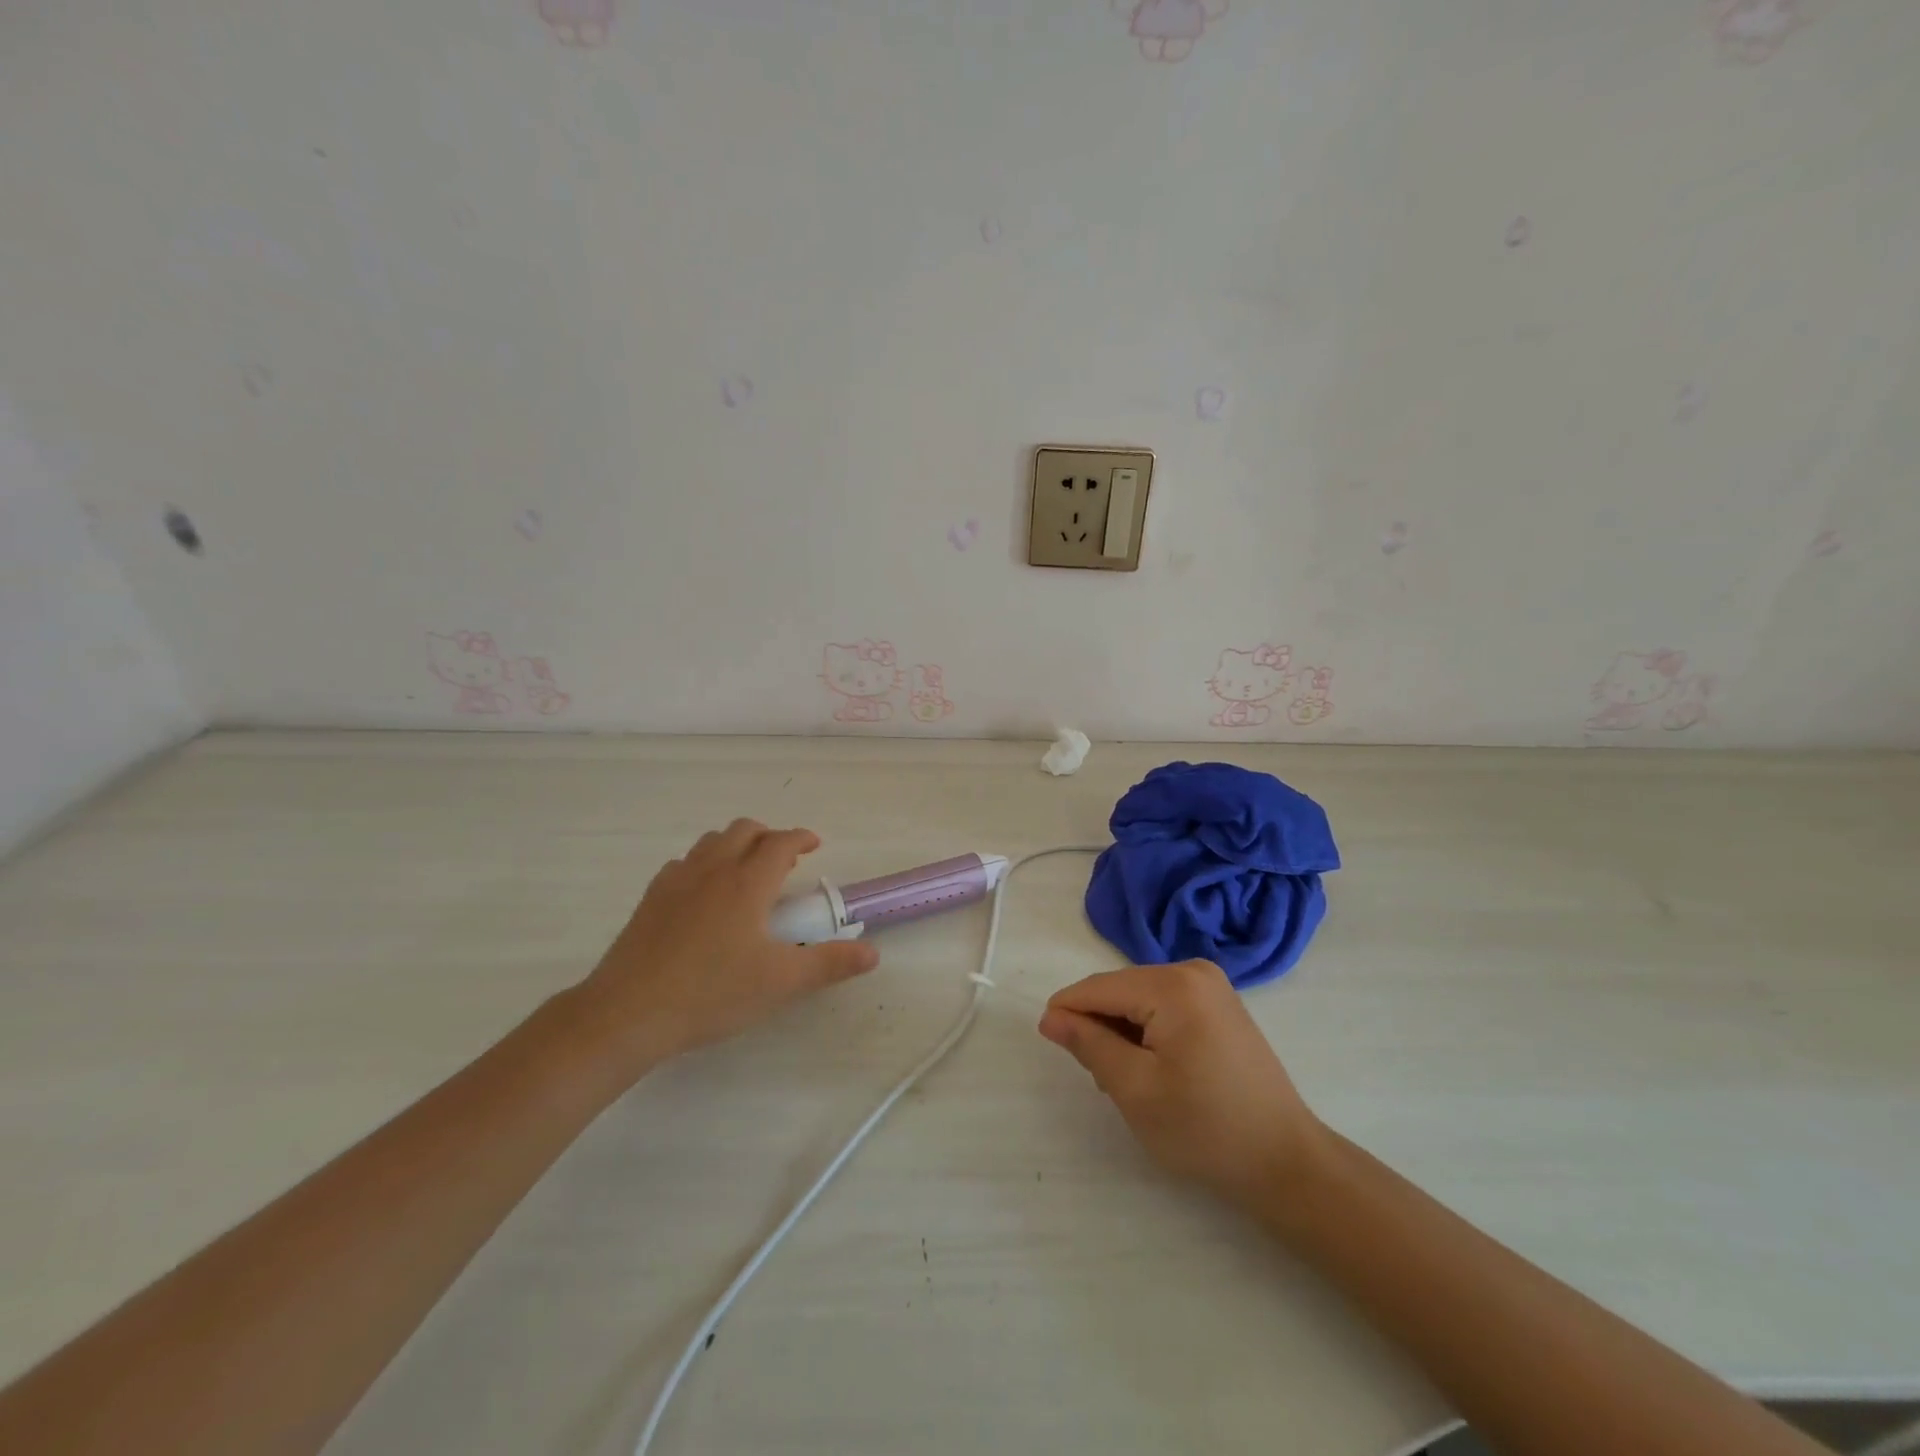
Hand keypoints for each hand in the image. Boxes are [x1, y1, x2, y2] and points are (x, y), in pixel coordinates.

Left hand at [577, 820, 878, 1074]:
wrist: (627, 1014)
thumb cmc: (711, 993)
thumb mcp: (780, 983)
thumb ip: (829, 964)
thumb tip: (872, 953)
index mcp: (746, 882)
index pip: (780, 842)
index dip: (801, 838)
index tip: (815, 845)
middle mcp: (712, 870)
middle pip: (744, 830)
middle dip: (769, 836)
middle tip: (785, 861)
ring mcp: (676, 881)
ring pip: (711, 842)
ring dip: (736, 845)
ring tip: (747, 874)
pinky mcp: (650, 899)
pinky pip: (684, 864)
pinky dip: (704, 865)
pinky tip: (705, 897)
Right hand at [1038, 961, 1324, 1209]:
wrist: (1286, 1162)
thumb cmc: (1205, 1129)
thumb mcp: (1135, 1089)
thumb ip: (1089, 1044)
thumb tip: (1051, 1016)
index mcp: (1173, 985)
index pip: (1099, 987)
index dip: (1067, 1011)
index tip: (1049, 1042)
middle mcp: (1193, 970)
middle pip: (1120, 989)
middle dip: (1100, 1026)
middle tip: (1102, 1079)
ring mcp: (1211, 985)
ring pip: (1139, 998)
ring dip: (1122, 1031)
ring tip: (1130, 1081)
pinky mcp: (1220, 1003)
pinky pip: (1163, 1005)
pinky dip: (1147, 1031)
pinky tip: (1154, 1069)